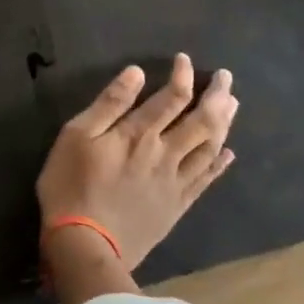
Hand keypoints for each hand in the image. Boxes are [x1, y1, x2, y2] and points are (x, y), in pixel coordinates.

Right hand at [36, 55, 236, 294]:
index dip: (182, 76)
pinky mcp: (176, 206)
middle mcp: (165, 154)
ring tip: (232, 105)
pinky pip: (205, 180)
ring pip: (209, 147)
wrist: (85, 244)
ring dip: (223, 124)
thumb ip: (109, 104)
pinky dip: (219, 164)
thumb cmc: (71, 184)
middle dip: (216, 96)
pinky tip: (228, 154)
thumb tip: (136, 72)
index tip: (184, 59)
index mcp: (139, 134)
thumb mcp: (76, 136)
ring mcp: (174, 182)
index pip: (171, 98)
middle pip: (201, 121)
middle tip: (226, 77)